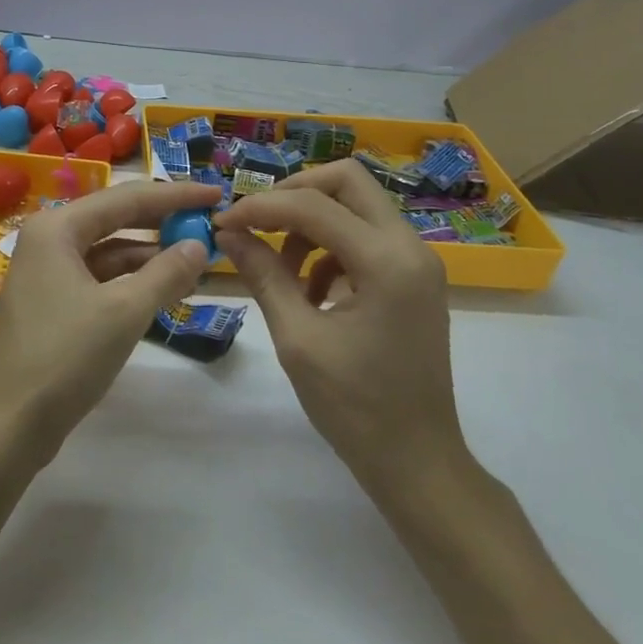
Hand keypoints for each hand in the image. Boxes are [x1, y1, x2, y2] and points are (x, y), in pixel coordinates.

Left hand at [0, 181, 223, 462]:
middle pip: (116, 218)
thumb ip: (166, 274)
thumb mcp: (124, 312)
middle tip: (208, 220)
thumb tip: (200, 246)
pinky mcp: (52, 301)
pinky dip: (132, 279)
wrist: (8, 425)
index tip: (216, 193)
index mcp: (57, 228)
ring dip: (150, 253)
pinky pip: (100, 276)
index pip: (126, 198)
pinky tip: (164, 286)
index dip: (175, 195)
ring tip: (197, 256)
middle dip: (163, 221)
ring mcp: (48, 270)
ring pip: (109, 249)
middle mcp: (49, 239)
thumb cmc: (64, 358)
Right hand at [214, 159, 463, 495]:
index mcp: (387, 262)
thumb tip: (227, 233)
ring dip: (311, 222)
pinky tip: (309, 289)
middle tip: (257, 222)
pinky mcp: (413, 277)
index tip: (224, 223)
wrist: (418, 463)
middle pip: (347, 180)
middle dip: (294, 193)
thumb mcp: (298, 339)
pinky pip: (365, 235)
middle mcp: (410, 246)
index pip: (314, 205)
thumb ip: (263, 276)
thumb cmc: (355, 408)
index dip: (261, 206)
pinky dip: (330, 247)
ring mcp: (417, 260)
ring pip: (356, 204)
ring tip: (280, 267)